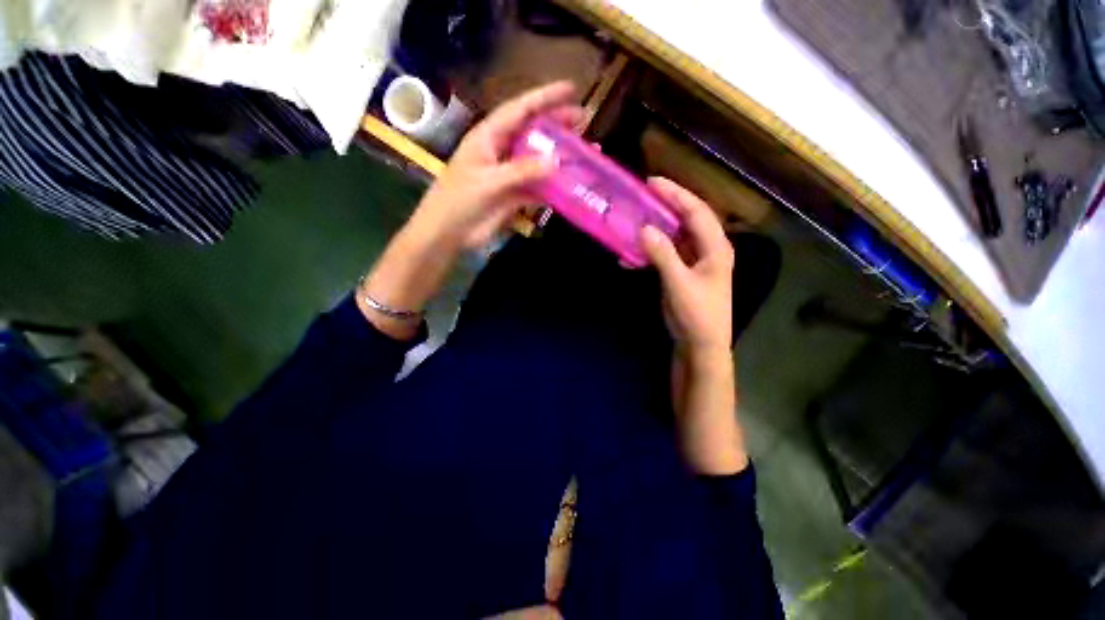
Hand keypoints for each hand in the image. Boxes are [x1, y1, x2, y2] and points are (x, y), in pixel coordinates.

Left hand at [406, 82, 583, 252]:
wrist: (447, 233)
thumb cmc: (459, 200)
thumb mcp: (488, 181)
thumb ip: (521, 170)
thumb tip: (556, 161)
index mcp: (488, 137)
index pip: (520, 110)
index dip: (545, 98)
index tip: (571, 89)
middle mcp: (501, 151)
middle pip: (532, 133)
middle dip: (557, 125)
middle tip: (584, 120)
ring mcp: (508, 175)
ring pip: (538, 161)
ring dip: (558, 158)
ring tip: (583, 152)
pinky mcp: (513, 197)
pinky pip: (537, 188)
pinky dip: (552, 188)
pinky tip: (569, 186)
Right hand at [640, 178, 734, 359]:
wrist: (700, 345)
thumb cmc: (697, 314)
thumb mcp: (679, 283)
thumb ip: (663, 255)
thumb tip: (643, 228)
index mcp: (715, 247)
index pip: (696, 211)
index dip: (675, 194)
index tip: (652, 182)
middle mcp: (707, 249)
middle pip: (687, 219)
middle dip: (666, 205)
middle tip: (642, 194)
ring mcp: (694, 262)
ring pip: (675, 235)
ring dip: (656, 227)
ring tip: (635, 217)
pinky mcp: (682, 273)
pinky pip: (666, 254)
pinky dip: (650, 251)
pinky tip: (631, 255)